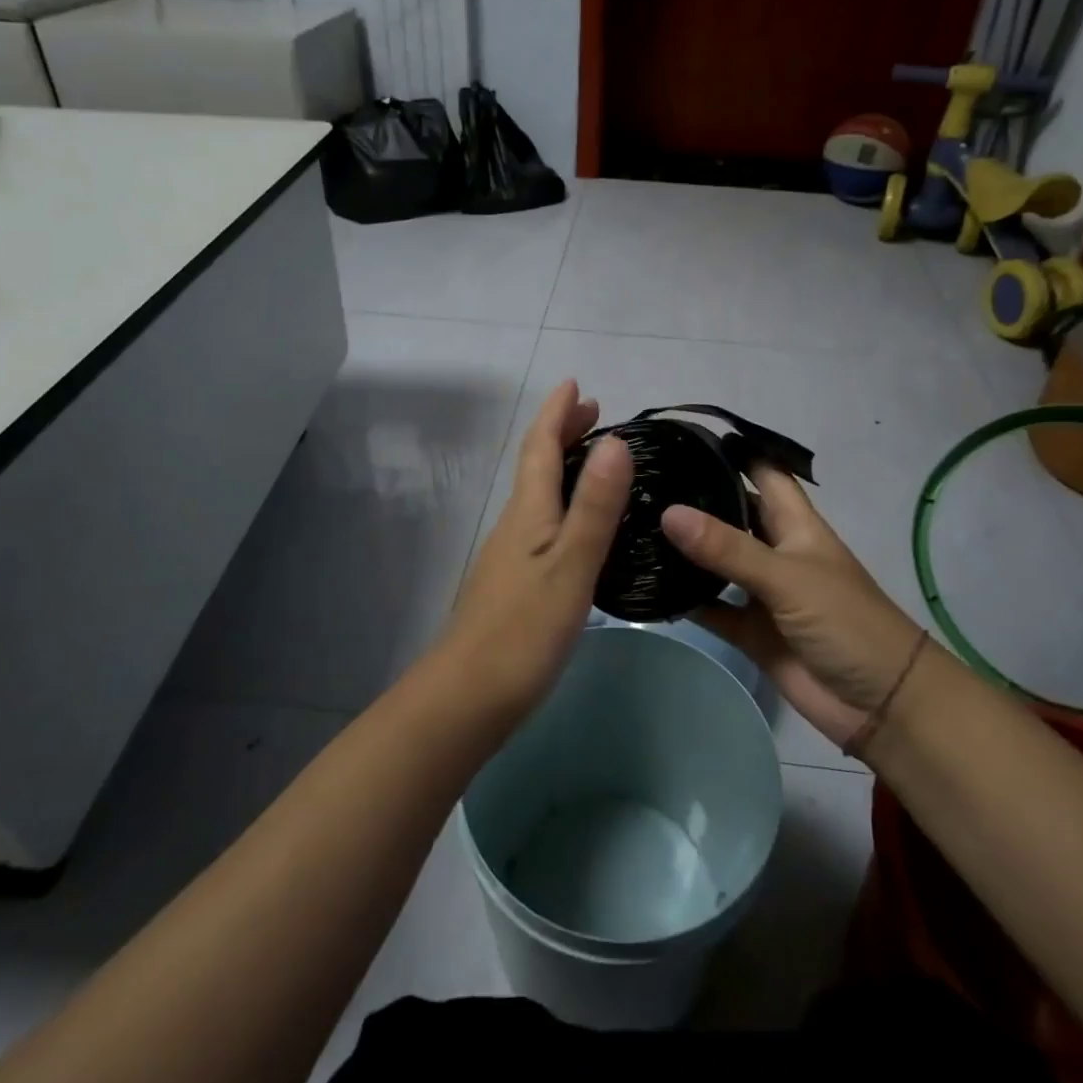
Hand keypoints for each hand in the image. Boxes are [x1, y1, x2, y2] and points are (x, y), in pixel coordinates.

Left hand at [440, 380, 632, 721]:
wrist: (467, 698)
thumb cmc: (523, 631)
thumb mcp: (571, 565)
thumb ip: (593, 506)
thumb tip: (616, 441)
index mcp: (527, 512)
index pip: (540, 446)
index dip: (556, 412)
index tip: (576, 384)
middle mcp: (514, 524)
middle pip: (535, 464)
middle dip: (560, 431)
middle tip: (592, 410)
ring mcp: (510, 554)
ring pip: (537, 492)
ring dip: (562, 463)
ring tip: (593, 456)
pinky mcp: (513, 582)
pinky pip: (540, 520)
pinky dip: (561, 500)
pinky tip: (577, 523)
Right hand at [662, 465, 923, 747]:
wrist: (880, 703)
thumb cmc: (846, 622)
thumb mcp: (787, 577)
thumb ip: (728, 548)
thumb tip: (669, 512)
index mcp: (795, 524)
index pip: (764, 472)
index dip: (734, 452)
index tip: (685, 436)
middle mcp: (775, 550)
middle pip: (732, 512)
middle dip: (696, 497)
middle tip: (642, 481)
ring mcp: (761, 591)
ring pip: (716, 561)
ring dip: (685, 549)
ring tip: (635, 525)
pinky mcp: (749, 630)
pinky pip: (711, 608)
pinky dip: (686, 600)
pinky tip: (648, 586)